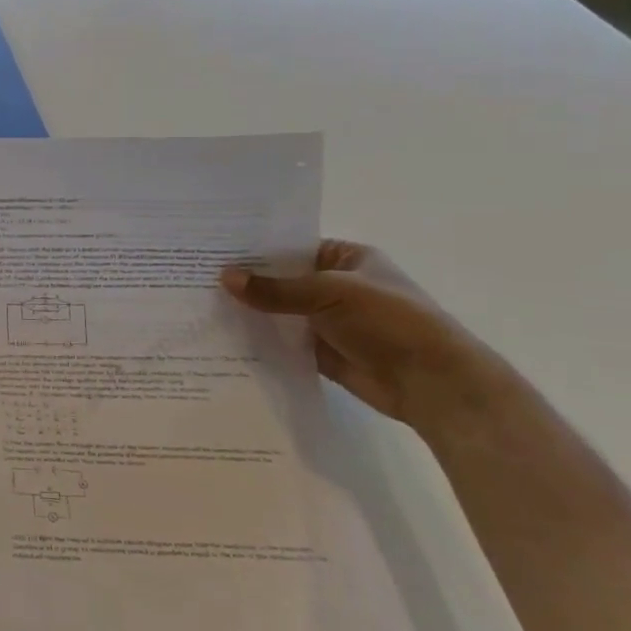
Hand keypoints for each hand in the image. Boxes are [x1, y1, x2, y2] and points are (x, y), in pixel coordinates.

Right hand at [220, 240, 503, 433]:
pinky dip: (258, 339)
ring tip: (199, 303)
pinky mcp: (320, 352)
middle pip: (280, 278)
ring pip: (278, 311)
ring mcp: (326, 320)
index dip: (254, 246)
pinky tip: (221, 334)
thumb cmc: (391, 321)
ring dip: (249, 310)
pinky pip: (281, 341)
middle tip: (195, 273)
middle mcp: (333, 285)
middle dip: (245, 280)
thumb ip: (276, 289)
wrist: (435, 384)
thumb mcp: (330, 293)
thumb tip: (224, 277)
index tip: (212, 246)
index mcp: (345, 258)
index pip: (290, 245)